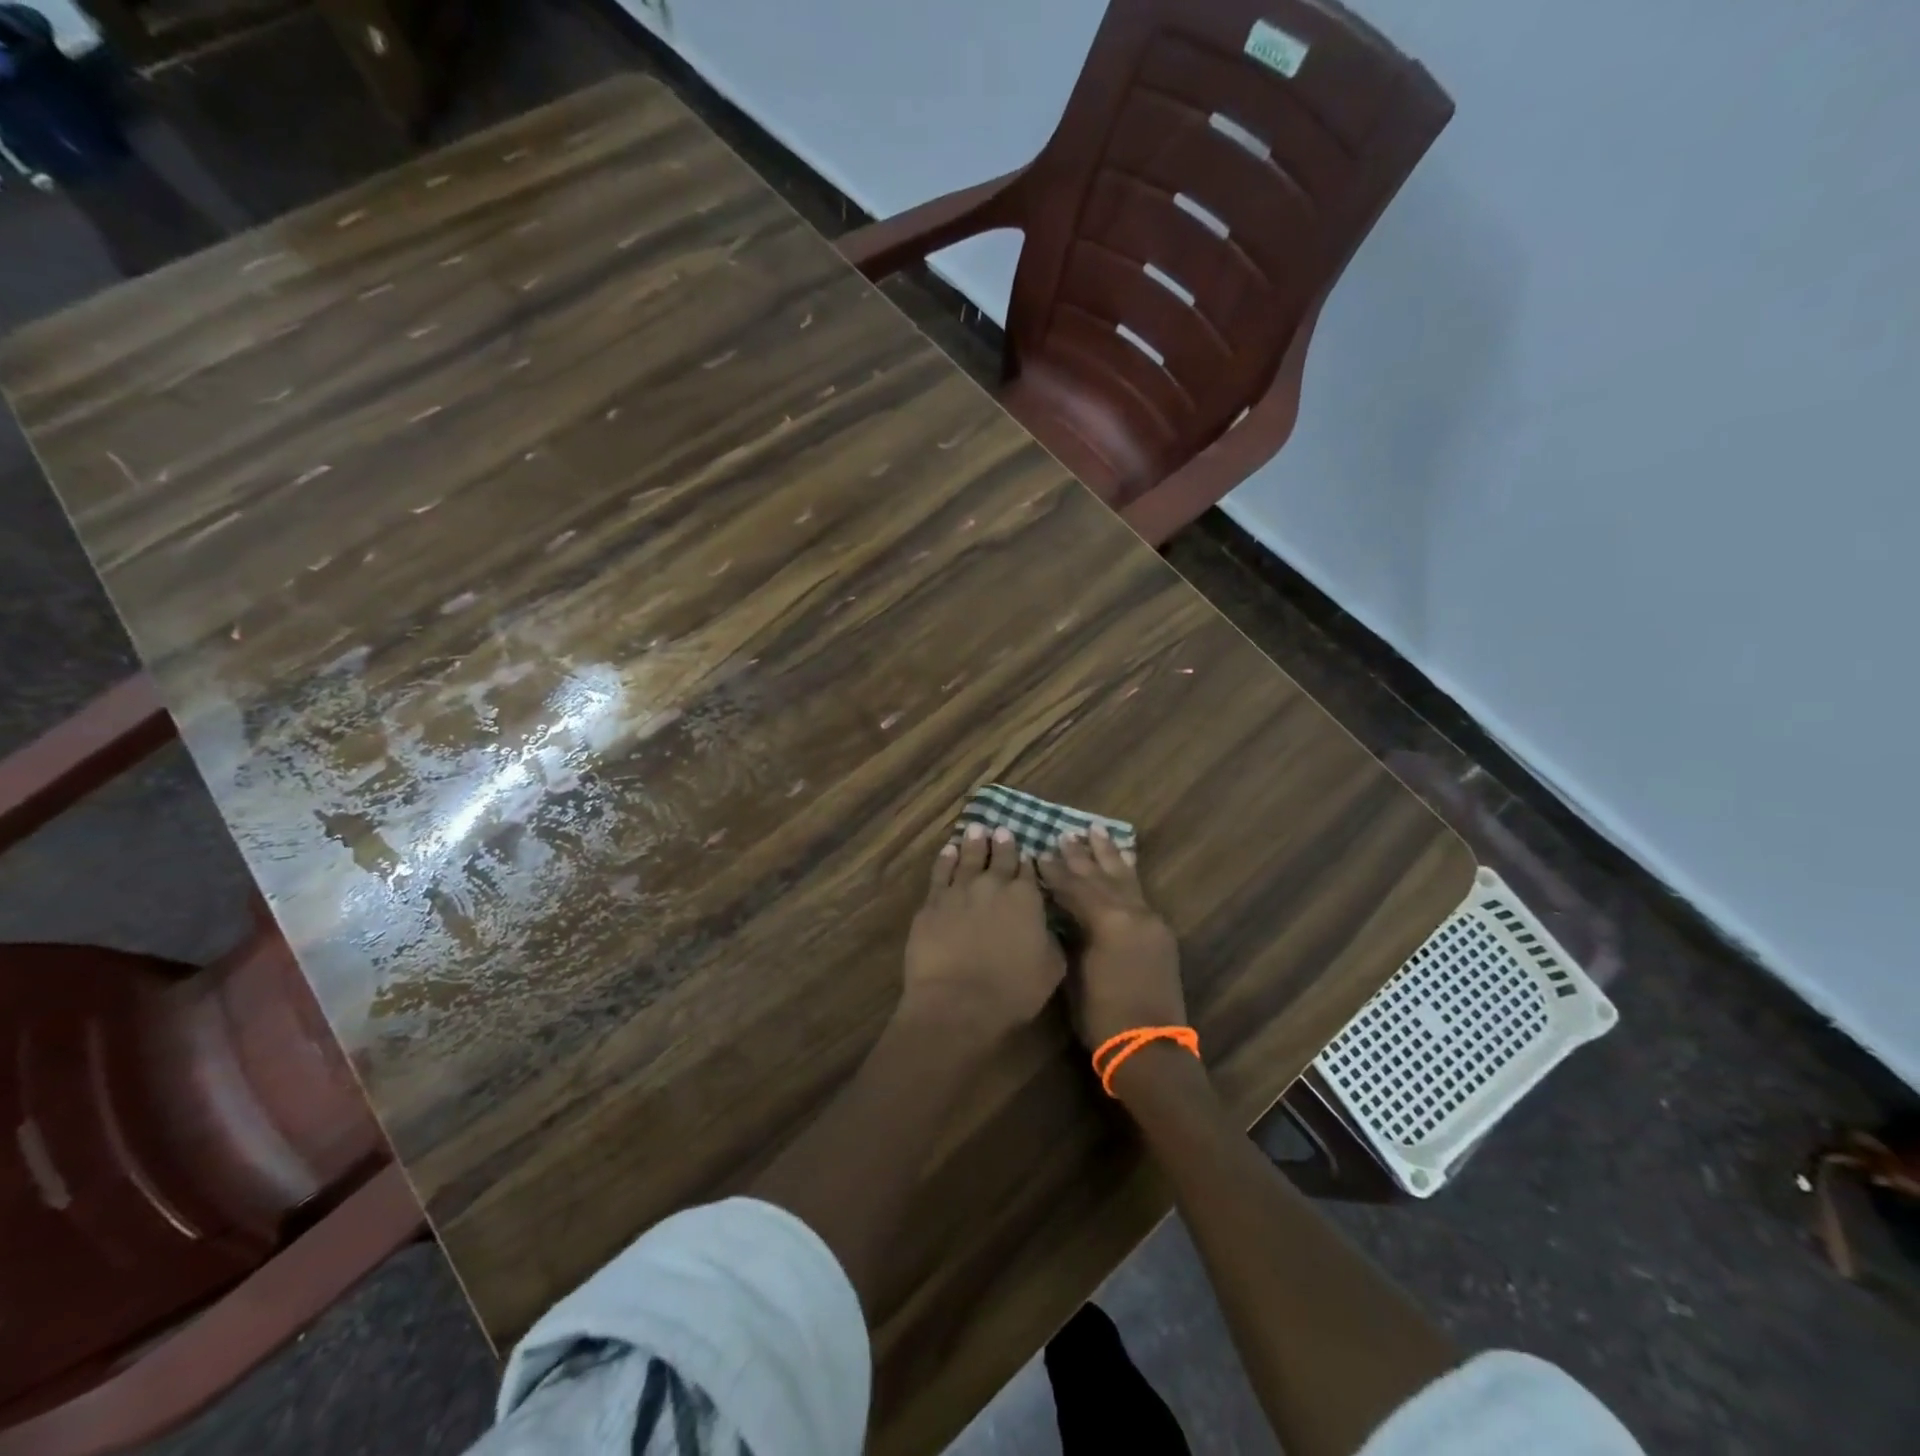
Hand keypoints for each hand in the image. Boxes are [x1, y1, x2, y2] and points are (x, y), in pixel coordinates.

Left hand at [902, 824, 1065, 1043]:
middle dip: (1002, 844)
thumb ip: (1052, 939)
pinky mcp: (932, 903)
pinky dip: (946, 858)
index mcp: (1026, 898)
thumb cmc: (1012, 990)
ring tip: (976, 829)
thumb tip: (1048, 926)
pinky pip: (940, 872)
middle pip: (999, 858)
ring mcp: (959, 891)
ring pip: (968, 858)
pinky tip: (948, 850)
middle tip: (1002, 830)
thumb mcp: (1051, 968)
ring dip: (974, 842)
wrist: (958, 1002)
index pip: (1029, 871)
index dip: (1028, 861)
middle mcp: (993, 885)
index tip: (1028, 852)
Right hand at [1038, 825, 1184, 1049]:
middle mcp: (1133, 912)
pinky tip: (1125, 861)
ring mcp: (1150, 921)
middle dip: (1081, 855)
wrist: (1150, 1049)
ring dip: (1109, 854)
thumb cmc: (1103, 1016)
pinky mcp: (1159, 933)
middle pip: (1101, 876)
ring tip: (1097, 830)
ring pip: (1125, 878)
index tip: (1038, 852)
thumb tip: (1060, 912)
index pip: (1075, 887)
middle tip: (1065, 833)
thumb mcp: (1075, 973)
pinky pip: (1140, 892)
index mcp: (1108, 921)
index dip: (1054, 871)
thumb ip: (1070, 934)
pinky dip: (1129, 873)